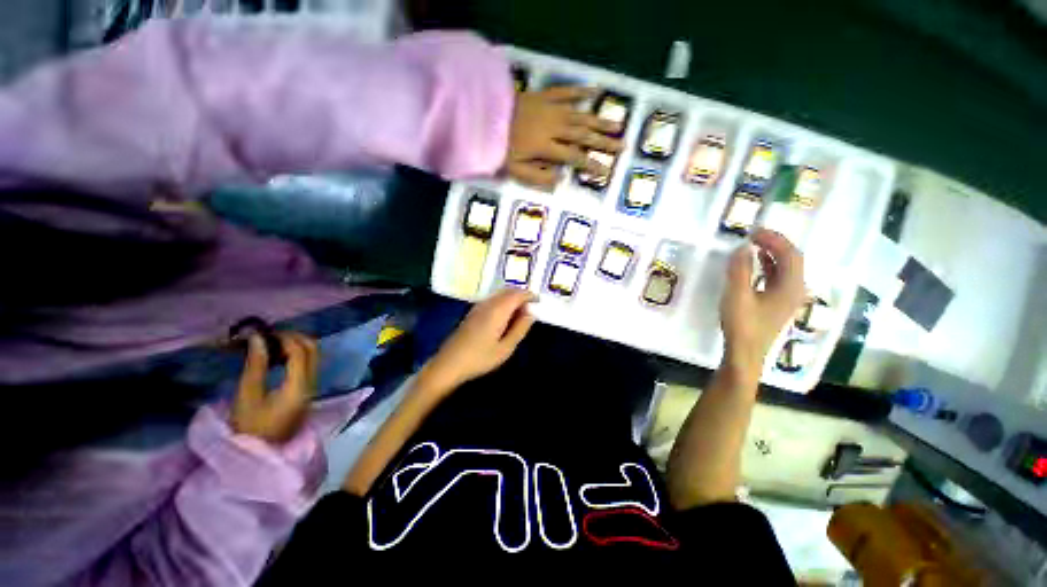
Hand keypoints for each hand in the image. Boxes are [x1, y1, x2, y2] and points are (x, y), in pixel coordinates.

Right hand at [230, 332, 318, 443]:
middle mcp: (312, 384)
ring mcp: (312, 388)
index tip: (262, 333)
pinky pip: (308, 365)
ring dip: (296, 345)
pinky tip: (276, 356)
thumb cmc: (249, 428)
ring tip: (269, 344)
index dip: (284, 337)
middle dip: (294, 337)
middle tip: (269, 335)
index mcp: (300, 386)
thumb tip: (258, 338)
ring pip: (313, 356)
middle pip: (313, 350)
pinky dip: (296, 355)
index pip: (301, 352)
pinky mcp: (307, 391)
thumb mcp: (247, 396)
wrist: (260, 454)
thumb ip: (256, 365)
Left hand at [421, 288, 535, 393]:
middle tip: (532, 307)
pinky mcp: (473, 312)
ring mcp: (478, 306)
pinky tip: (505, 316)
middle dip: (522, 295)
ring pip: (500, 294)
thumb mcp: (506, 348)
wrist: (449, 363)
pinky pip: (493, 300)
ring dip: (512, 298)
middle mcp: (488, 303)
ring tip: (521, 313)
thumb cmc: (480, 358)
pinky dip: (503, 302)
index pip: (518, 294)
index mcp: (498, 310)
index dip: (530, 295)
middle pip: (508, 290)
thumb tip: (531, 312)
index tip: (540, 302)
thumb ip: (520, 328)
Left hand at [505, 87, 622, 189]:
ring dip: (600, 121)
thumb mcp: (515, 170)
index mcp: (546, 147)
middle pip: (583, 136)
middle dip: (604, 143)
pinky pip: (566, 91)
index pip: (574, 157)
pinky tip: (595, 91)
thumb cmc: (499, 147)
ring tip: (618, 126)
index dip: (591, 165)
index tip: (606, 171)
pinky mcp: (545, 95)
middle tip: (623, 147)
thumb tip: (560, 180)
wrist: (483, 116)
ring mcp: (551, 109)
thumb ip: (538, 177)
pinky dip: (581, 90)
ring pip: (580, 115)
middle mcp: (554, 127)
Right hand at [720, 229, 805, 377]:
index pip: (789, 254)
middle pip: (792, 260)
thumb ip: (740, 270)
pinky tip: (757, 266)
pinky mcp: (779, 305)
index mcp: (790, 286)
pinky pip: (779, 278)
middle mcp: (796, 290)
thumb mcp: (737, 295)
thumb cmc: (742, 324)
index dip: (774, 239)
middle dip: (775, 244)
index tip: (753, 231)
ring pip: (787, 269)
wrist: (745, 353)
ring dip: (773, 254)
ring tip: (755, 246)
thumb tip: (743, 247)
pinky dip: (769, 267)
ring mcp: (788, 298)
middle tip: (754, 235)